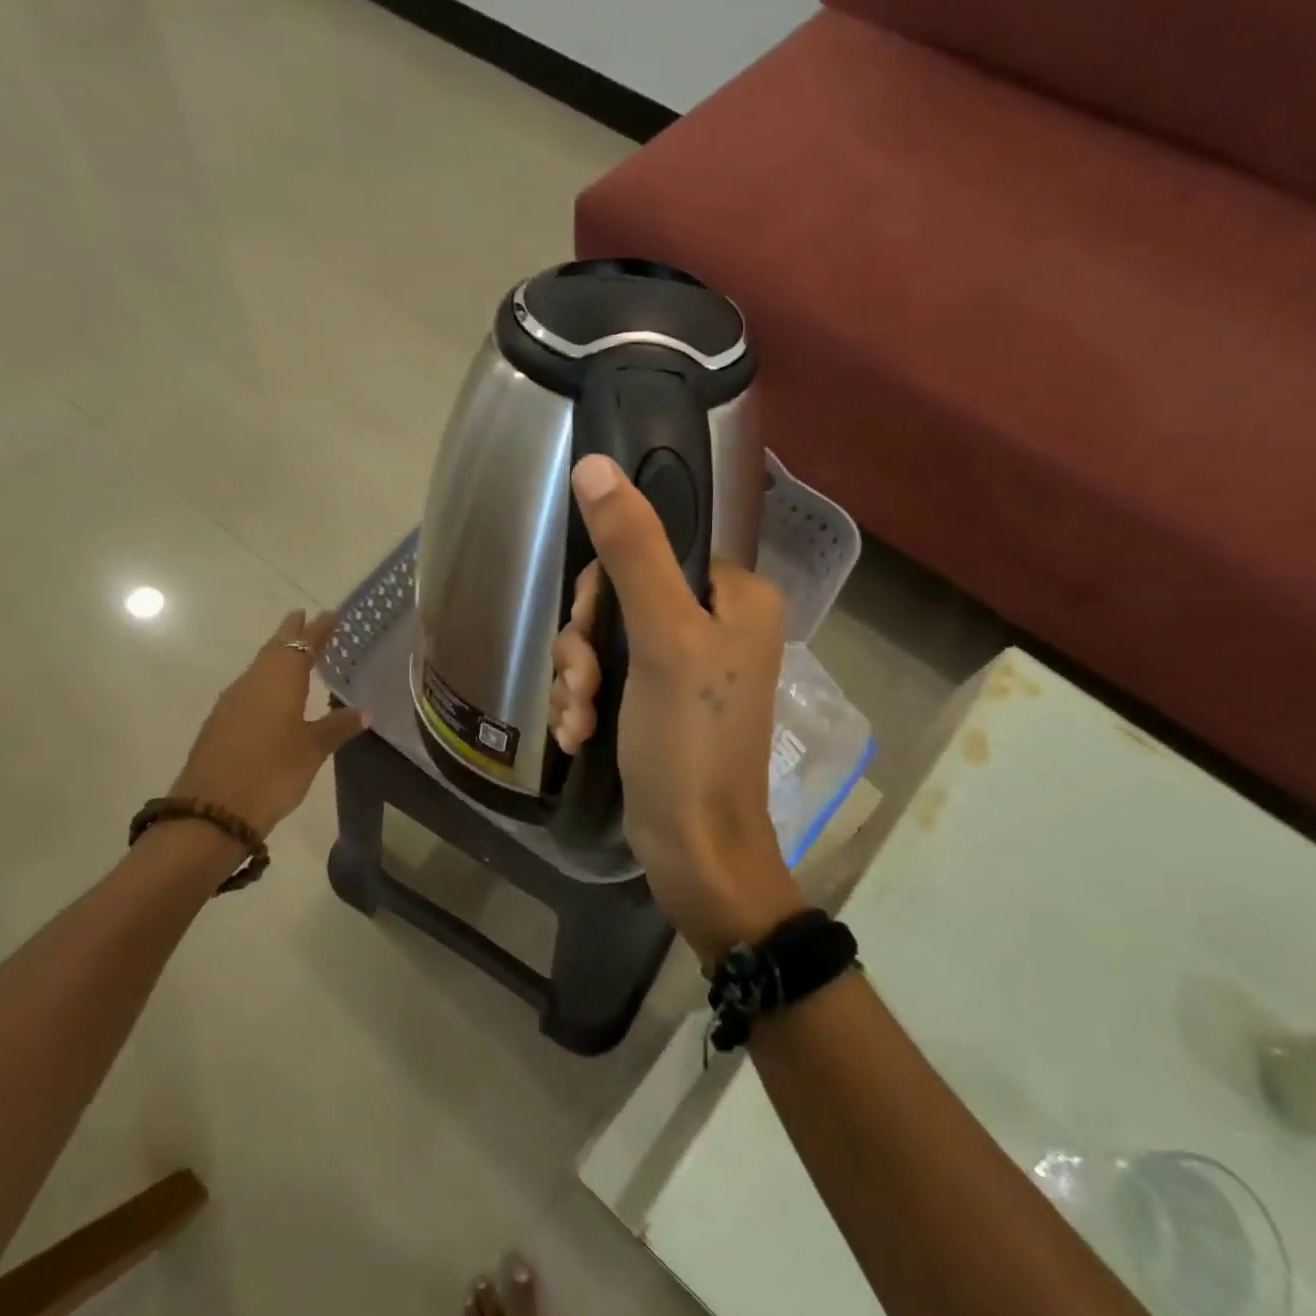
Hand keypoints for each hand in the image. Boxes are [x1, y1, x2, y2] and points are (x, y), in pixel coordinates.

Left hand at [169, 610, 367, 838]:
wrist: (213, 810)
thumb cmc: (272, 772)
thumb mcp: (313, 750)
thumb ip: (337, 726)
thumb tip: (364, 711)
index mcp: (279, 680)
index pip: (303, 645)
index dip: (317, 630)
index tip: (329, 615)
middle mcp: (253, 682)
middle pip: (275, 650)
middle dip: (292, 634)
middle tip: (307, 619)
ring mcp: (232, 702)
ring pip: (259, 668)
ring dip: (277, 657)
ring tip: (296, 655)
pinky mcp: (220, 722)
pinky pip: (248, 688)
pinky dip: (265, 681)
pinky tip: (272, 694)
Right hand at [550, 456, 807, 960]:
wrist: (695, 850)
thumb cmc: (688, 742)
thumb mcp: (662, 639)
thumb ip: (632, 550)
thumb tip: (594, 466)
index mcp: (736, 596)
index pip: (652, 551)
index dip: (608, 588)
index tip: (593, 632)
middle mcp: (717, 624)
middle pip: (622, 598)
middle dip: (588, 645)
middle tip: (586, 685)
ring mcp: (687, 668)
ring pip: (607, 642)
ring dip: (579, 679)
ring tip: (581, 719)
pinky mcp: (661, 705)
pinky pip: (609, 679)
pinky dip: (587, 704)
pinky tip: (580, 736)